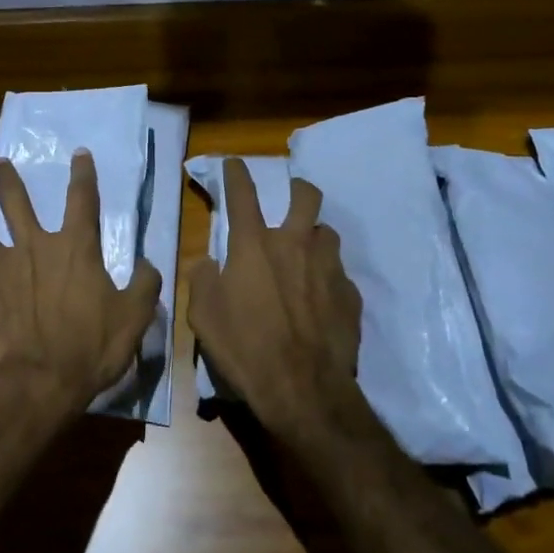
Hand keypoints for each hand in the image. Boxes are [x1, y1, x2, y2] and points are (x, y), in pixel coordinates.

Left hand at [0, 152, 162, 429]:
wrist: (38, 384)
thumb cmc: (91, 348)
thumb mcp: (134, 318)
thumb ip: (145, 285)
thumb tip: (148, 264)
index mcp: (75, 248)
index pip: (82, 198)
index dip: (83, 173)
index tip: (79, 153)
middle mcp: (33, 247)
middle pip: (14, 200)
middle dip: (6, 178)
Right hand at [187, 157, 363, 442]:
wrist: (304, 389)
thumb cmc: (245, 348)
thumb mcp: (203, 315)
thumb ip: (202, 278)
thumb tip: (208, 261)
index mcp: (254, 246)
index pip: (243, 194)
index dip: (236, 173)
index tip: (234, 162)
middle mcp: (295, 245)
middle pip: (305, 196)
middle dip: (296, 189)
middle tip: (289, 199)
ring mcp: (329, 268)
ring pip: (328, 232)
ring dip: (315, 235)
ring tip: (306, 253)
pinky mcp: (351, 295)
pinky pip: (340, 273)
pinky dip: (328, 276)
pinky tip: (320, 298)